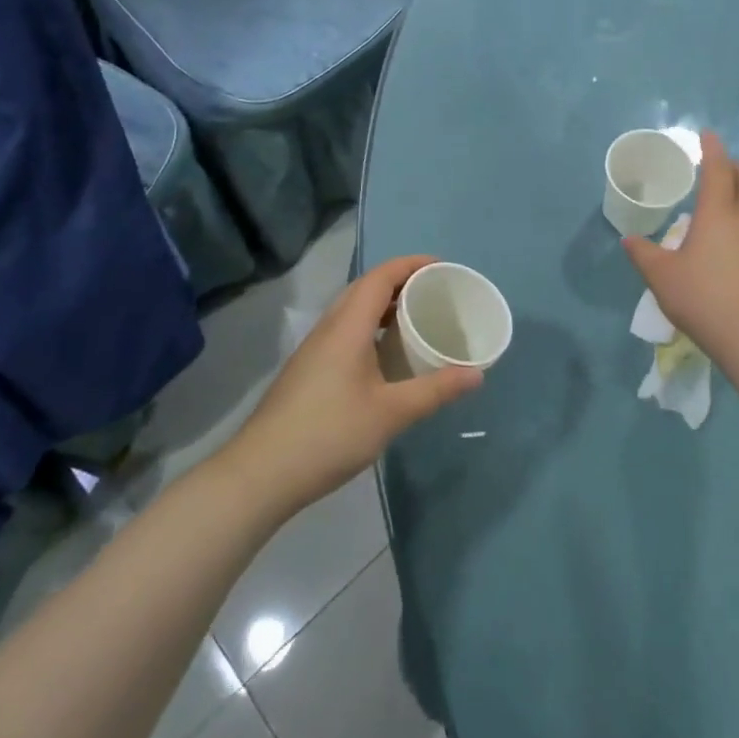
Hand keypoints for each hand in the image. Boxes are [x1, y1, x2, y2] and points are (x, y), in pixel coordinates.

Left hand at [222, 256, 484, 516]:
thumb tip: (477, 373)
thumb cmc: (329, 434)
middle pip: (365, 288)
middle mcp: (329, 328)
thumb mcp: (391, 413)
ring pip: (353, 310)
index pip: (381, 276)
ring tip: (416, 319)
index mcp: (347, 326)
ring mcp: (314, 350)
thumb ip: (435, 390)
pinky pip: (345, 331)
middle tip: (435, 292)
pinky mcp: (308, 370)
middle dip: (401, 281)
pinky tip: (385, 356)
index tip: (442, 267)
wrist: (261, 473)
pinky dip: (371, 327)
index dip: (411, 264)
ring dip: (384, 305)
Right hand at [622, 132, 738, 364]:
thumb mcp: (662, 276)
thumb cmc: (702, 297)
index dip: (712, 150)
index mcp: (716, 215)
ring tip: (723, 199)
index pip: (717, 171)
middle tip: (719, 162)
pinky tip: (731, 243)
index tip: (708, 134)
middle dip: (731, 168)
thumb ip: (644, 255)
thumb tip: (629, 240)